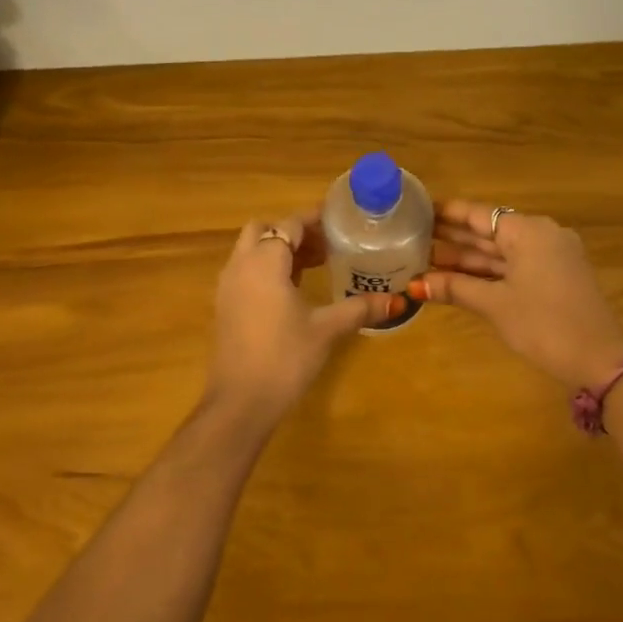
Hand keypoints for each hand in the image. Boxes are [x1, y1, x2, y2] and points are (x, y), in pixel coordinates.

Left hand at [202, 214, 402, 427]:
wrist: (240, 402)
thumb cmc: (285, 358)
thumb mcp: (326, 330)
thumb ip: (359, 309)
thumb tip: (397, 301)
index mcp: (264, 262)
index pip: (288, 225)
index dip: (313, 220)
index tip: (339, 220)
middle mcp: (240, 266)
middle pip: (263, 230)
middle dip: (292, 231)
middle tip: (325, 243)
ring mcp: (228, 287)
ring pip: (251, 251)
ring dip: (279, 250)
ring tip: (316, 263)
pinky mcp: (225, 307)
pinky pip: (245, 271)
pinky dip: (267, 268)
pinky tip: (294, 290)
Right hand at [408, 200, 622, 391]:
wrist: (599, 360)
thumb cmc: (543, 324)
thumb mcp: (495, 305)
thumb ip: (455, 288)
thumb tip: (415, 284)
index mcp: (528, 231)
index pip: (478, 213)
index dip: (446, 213)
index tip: (416, 211)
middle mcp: (542, 234)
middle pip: (489, 231)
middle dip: (453, 238)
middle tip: (412, 238)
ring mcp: (552, 256)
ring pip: (502, 251)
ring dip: (468, 258)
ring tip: (426, 259)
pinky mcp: (556, 276)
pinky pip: (515, 265)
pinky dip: (489, 271)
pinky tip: (460, 277)